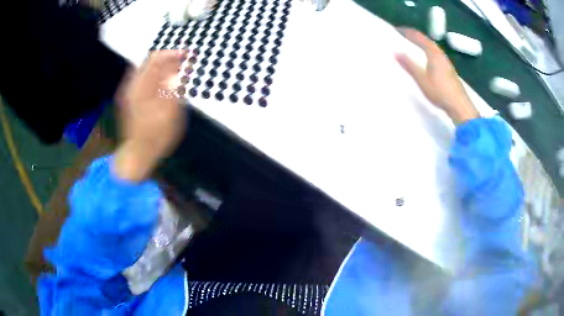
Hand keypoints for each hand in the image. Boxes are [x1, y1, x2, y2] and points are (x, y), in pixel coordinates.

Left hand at [114, 50, 186, 181]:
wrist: (137, 154)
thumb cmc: (156, 138)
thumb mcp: (171, 114)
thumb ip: (175, 89)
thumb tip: (181, 70)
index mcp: (143, 88)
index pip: (158, 59)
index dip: (174, 53)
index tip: (188, 54)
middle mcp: (133, 85)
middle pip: (150, 60)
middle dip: (168, 58)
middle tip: (184, 62)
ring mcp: (129, 91)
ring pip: (146, 67)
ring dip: (161, 65)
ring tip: (176, 70)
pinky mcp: (128, 97)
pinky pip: (141, 77)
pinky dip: (153, 74)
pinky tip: (162, 80)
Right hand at [394, 28, 478, 123]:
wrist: (459, 106)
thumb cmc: (440, 92)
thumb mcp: (422, 80)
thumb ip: (409, 65)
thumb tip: (396, 52)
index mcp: (433, 53)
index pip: (418, 37)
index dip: (407, 32)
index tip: (396, 29)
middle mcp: (440, 54)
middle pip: (426, 40)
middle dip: (414, 35)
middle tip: (403, 34)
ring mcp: (446, 62)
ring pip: (432, 46)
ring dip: (421, 42)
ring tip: (413, 43)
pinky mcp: (448, 69)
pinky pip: (435, 53)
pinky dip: (427, 50)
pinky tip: (426, 57)